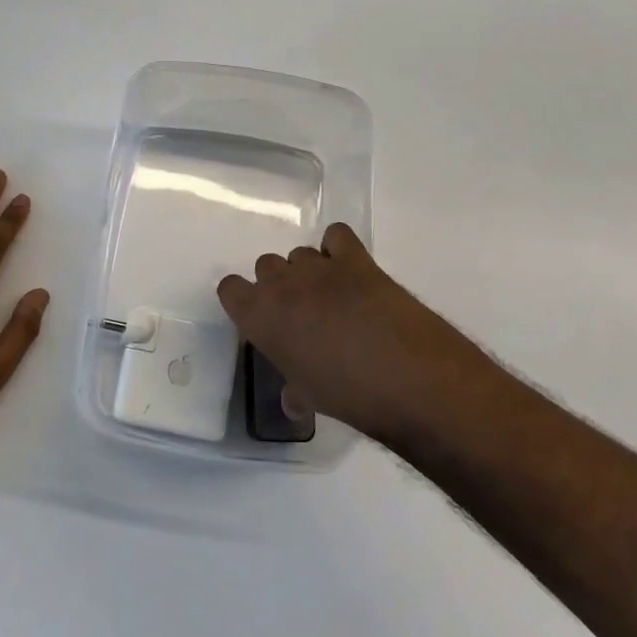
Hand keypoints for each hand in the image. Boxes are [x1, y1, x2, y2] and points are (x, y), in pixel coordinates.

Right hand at [217, 223, 493, 446]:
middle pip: (265, 265)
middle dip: (279, 285)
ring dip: (309, 271)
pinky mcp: (356, 259)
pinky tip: (350, 271)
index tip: (263, 321)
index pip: (229, 288)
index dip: (244, 302)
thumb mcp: (309, 397)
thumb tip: (293, 401)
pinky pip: (336, 236)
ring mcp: (319, 266)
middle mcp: (281, 283)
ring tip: (332, 298)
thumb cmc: (346, 395)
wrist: (406, 377)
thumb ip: (294, 390)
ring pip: (299, 253)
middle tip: (301, 314)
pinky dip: (338, 248)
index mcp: (258, 316)